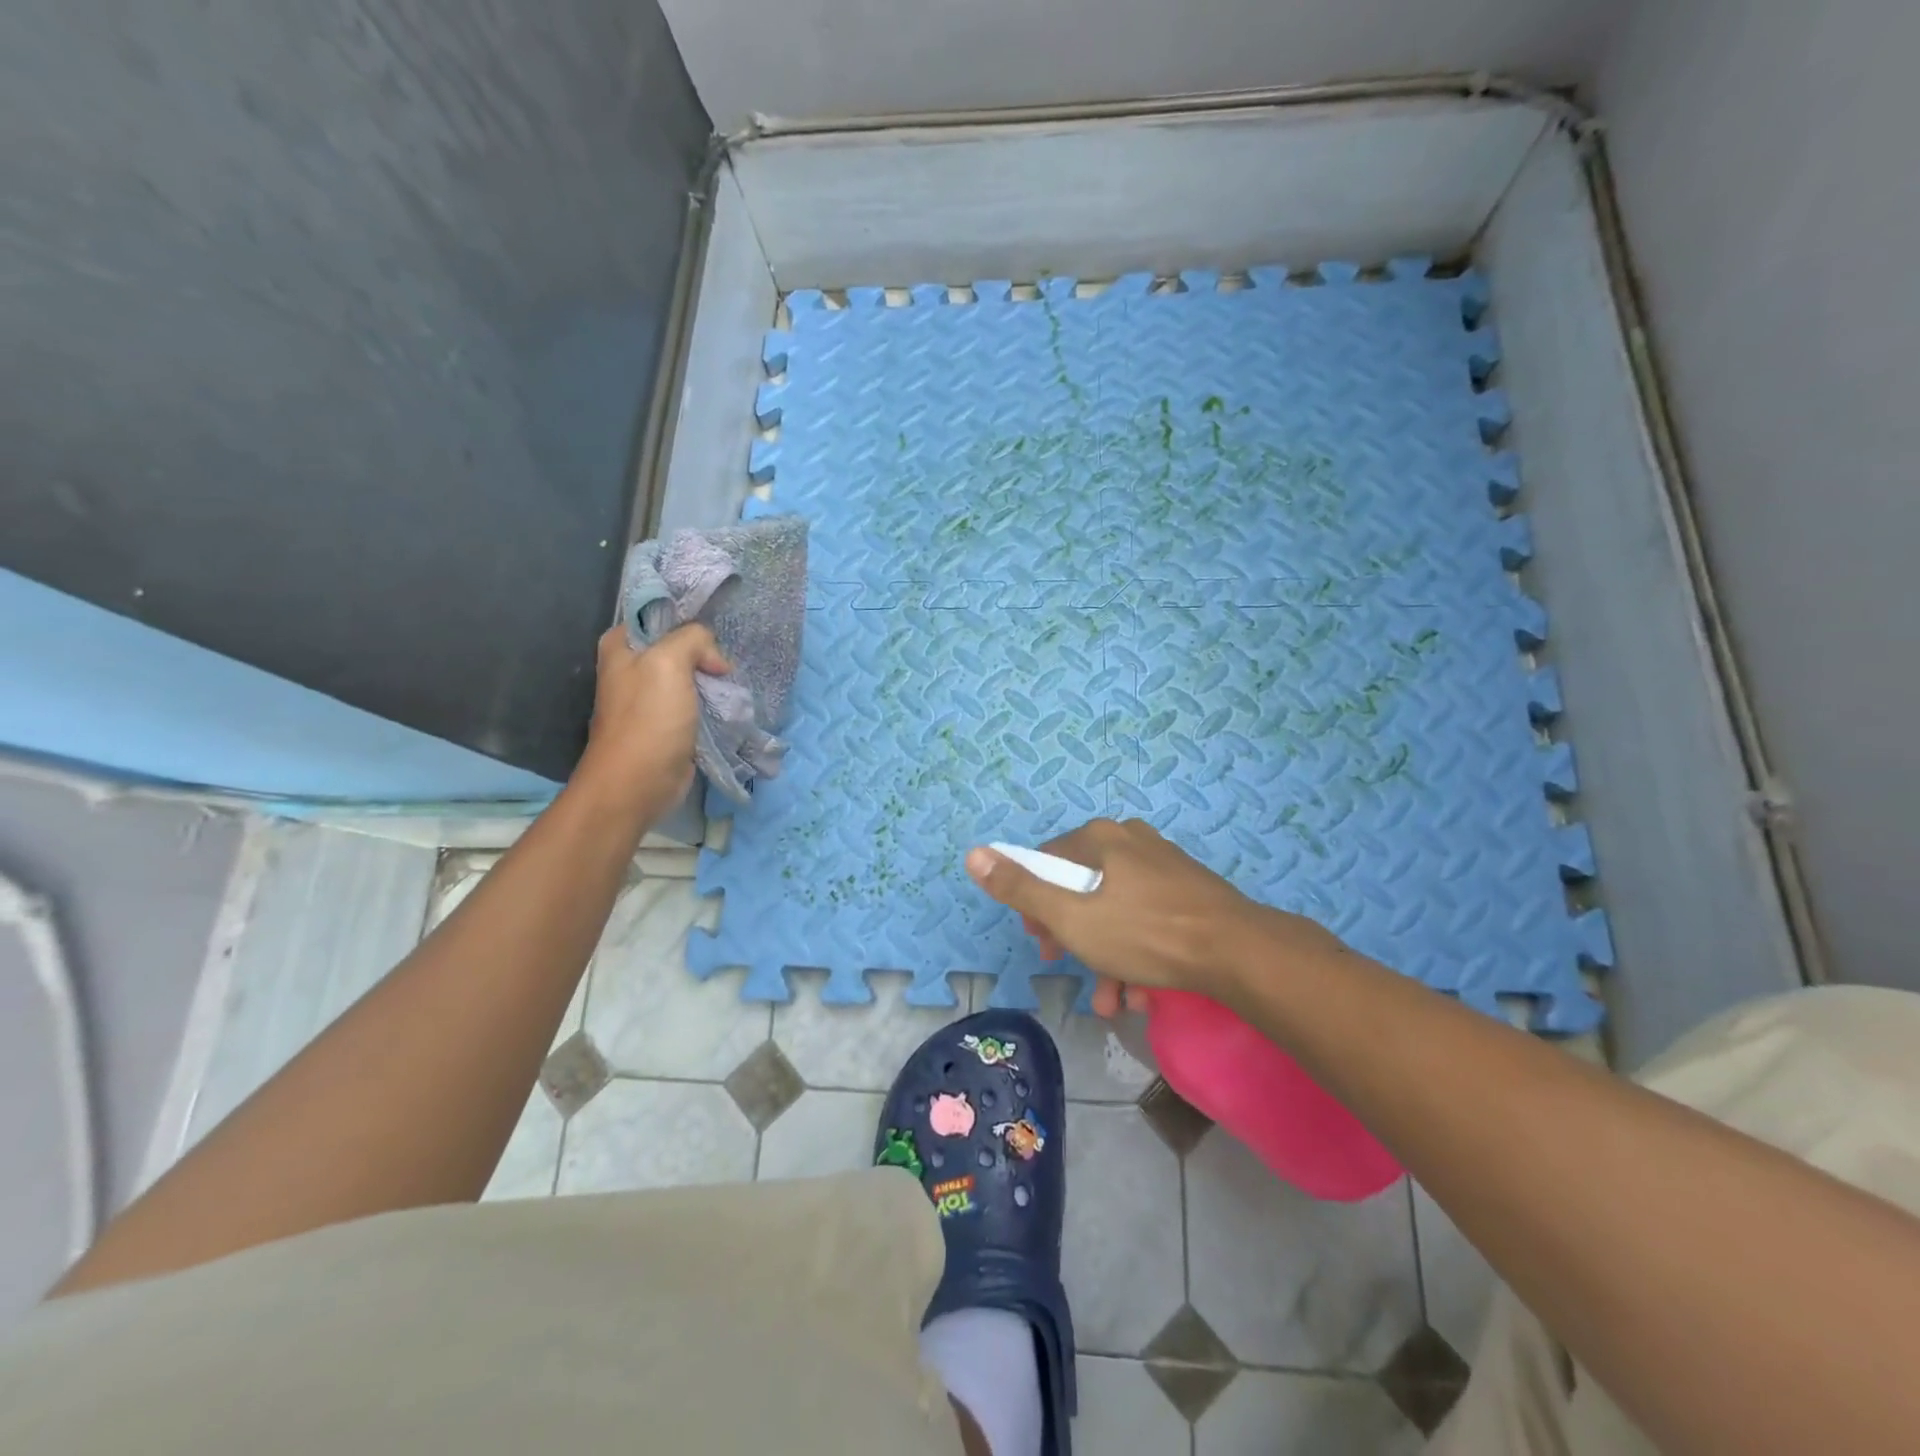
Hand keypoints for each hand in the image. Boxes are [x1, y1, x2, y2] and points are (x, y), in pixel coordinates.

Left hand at [574, 623, 731, 823]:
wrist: (638, 783)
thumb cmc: (648, 719)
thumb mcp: (669, 661)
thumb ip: (693, 639)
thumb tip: (715, 659)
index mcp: (621, 645)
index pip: (659, 615)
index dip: (688, 620)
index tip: (713, 636)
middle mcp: (632, 668)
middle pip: (679, 645)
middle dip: (706, 652)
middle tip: (725, 664)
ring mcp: (650, 698)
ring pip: (691, 675)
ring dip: (712, 678)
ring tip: (731, 682)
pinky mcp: (668, 723)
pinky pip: (696, 702)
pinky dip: (712, 702)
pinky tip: (728, 703)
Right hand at [965, 818, 1344, 1015]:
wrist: (1239, 953)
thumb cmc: (1146, 933)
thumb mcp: (1072, 917)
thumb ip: (1020, 889)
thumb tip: (973, 854)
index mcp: (1100, 838)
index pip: (1046, 862)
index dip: (1034, 903)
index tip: (1040, 941)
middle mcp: (1130, 841)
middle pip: (1081, 887)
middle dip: (1072, 936)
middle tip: (1069, 967)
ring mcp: (1163, 864)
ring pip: (1116, 910)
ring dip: (1105, 957)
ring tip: (1112, 1001)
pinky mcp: (1188, 890)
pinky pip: (1147, 918)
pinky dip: (1137, 953)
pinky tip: (1142, 993)